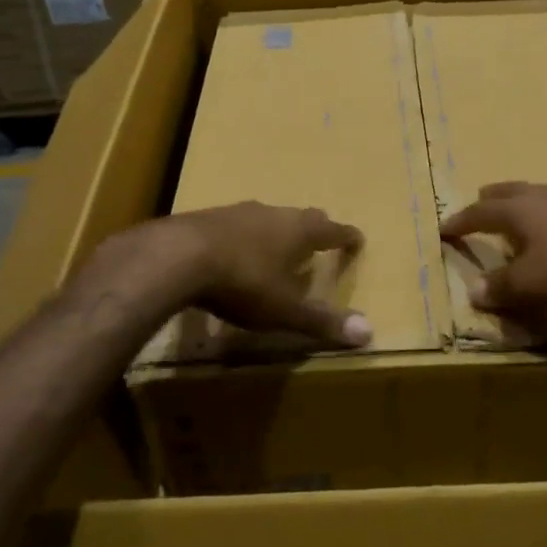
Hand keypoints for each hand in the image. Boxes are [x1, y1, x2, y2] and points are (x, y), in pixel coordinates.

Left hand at [124, 202, 371, 347]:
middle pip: (301, 217)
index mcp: (297, 231)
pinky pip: (235, 225)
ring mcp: (237, 212)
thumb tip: (369, 333)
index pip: (331, 230)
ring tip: (277, 247)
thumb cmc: (242, 281)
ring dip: (276, 231)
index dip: (346, 236)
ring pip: (266, 218)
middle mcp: (272, 214)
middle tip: (320, 238)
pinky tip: (233, 252)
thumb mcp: (283, 309)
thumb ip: (321, 321)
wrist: (177, 256)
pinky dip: (244, 237)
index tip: (357, 237)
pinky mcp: (206, 218)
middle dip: (313, 228)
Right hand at [439, 182, 546, 315]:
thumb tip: (472, 290)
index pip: (478, 213)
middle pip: (507, 193)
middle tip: (478, 204)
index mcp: (517, 211)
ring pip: (534, 196)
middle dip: (489, 200)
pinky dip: (544, 215)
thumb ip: (500, 287)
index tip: (443, 229)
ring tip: (514, 216)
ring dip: (518, 205)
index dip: (459, 222)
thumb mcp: (532, 284)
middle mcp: (539, 197)